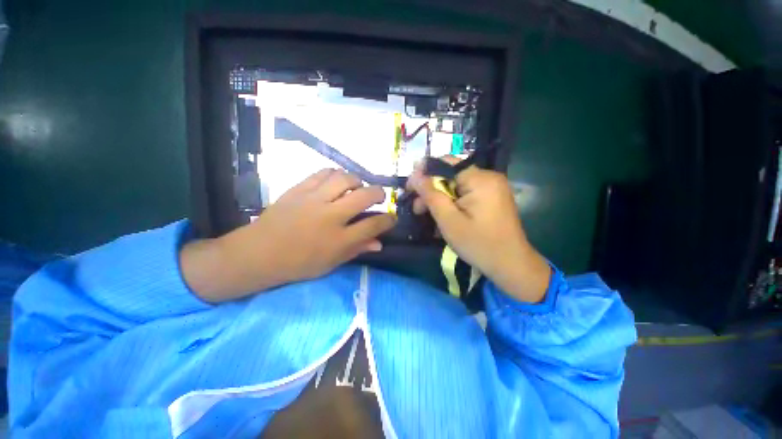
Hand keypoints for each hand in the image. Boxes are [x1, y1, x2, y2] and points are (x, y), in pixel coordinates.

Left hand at [181, 169, 395, 302]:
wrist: (259, 253)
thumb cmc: (298, 264)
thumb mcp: (331, 263)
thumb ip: (357, 250)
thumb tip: (379, 243)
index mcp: (339, 240)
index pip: (374, 224)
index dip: (388, 220)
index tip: (392, 218)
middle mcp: (330, 216)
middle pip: (365, 195)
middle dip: (379, 193)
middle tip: (378, 197)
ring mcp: (314, 200)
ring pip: (345, 179)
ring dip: (357, 181)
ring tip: (357, 188)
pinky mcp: (299, 189)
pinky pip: (323, 173)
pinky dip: (336, 175)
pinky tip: (336, 182)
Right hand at [407, 158, 549, 303]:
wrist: (511, 265)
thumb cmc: (478, 244)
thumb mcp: (448, 221)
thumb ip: (431, 195)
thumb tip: (415, 175)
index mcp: (480, 179)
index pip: (445, 164)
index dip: (424, 173)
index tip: (410, 189)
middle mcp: (488, 177)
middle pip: (451, 175)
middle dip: (431, 190)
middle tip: (417, 209)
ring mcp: (492, 187)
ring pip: (456, 185)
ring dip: (440, 198)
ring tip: (427, 215)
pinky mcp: (492, 197)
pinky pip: (465, 193)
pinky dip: (452, 203)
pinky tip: (444, 216)